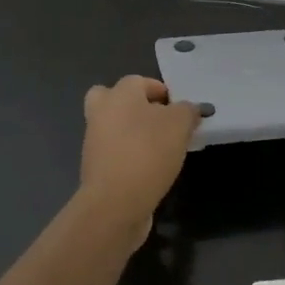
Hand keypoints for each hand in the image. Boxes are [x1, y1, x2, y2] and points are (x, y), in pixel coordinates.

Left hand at [79, 76, 199, 234]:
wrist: (115, 203)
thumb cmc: (148, 152)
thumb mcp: (179, 125)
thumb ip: (188, 111)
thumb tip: (190, 110)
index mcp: (119, 94)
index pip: (140, 81)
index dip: (162, 92)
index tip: (181, 110)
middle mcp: (101, 112)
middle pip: (116, 99)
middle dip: (136, 107)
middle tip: (160, 122)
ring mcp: (94, 141)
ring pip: (115, 127)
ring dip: (134, 133)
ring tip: (163, 149)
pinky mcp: (96, 167)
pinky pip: (116, 152)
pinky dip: (130, 155)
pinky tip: (151, 168)